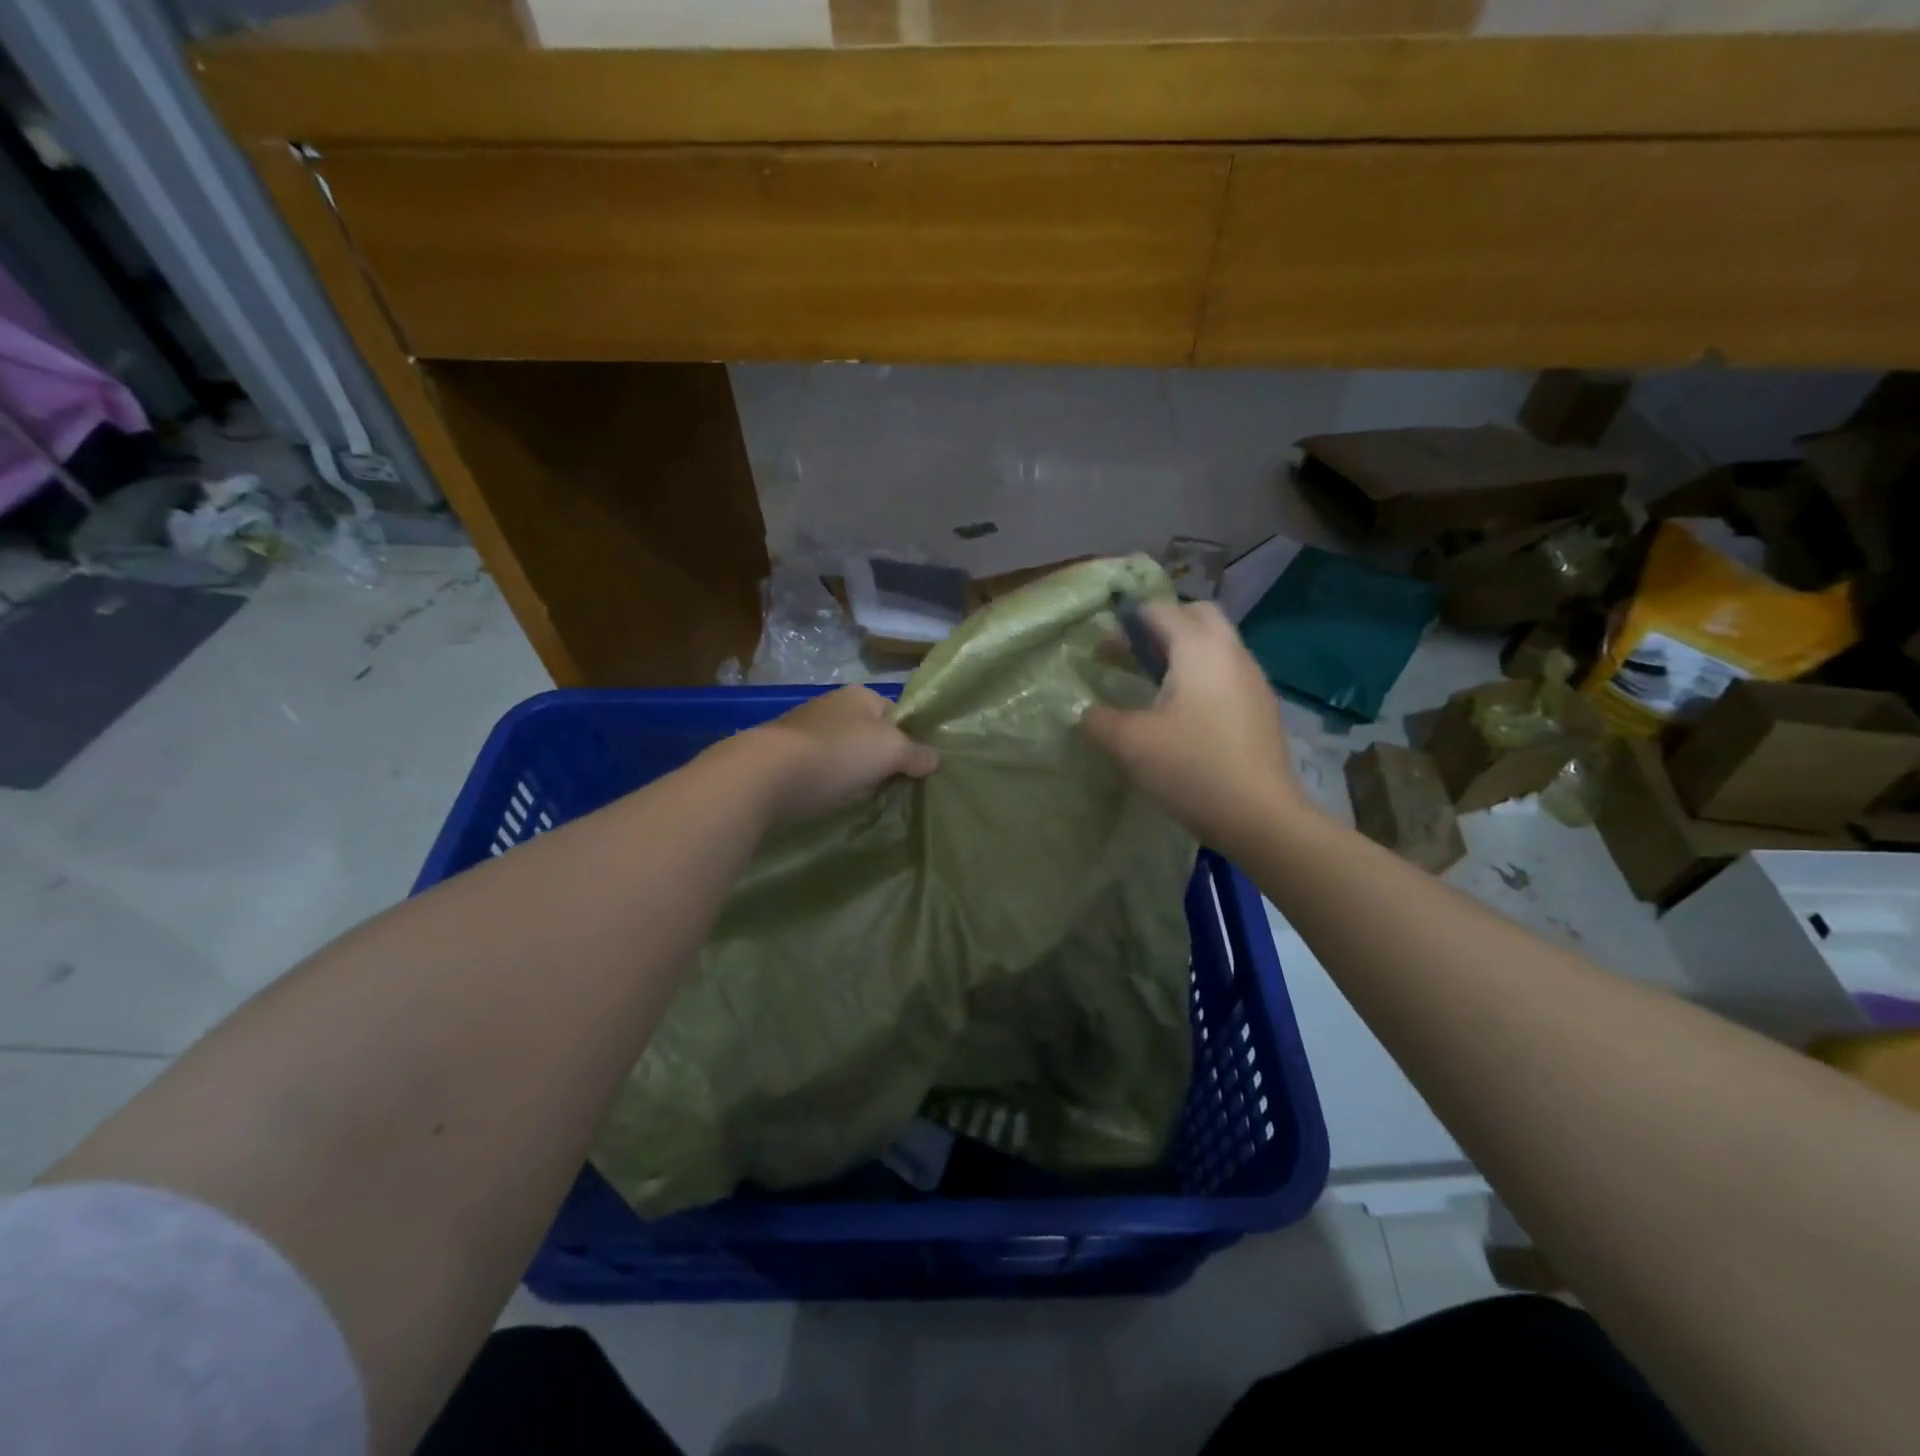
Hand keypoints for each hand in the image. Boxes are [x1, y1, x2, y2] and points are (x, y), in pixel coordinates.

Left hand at [743, 685, 939, 822]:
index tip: (914, 767)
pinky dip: (828, 781)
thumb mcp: (891, 751)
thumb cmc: (839, 753)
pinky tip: (830, 797)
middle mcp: (832, 705)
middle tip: (892, 785)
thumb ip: (916, 753)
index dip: (908, 738)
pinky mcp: (784, 755)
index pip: (895, 713)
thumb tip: (934, 758)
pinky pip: (819, 768)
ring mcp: (805, 729)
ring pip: (843, 752)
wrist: (768, 773)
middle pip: (869, 733)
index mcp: (860, 695)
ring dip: (852, 771)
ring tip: (861, 795)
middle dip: (879, 758)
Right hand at [1082, 601, 1312, 851]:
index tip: (1103, 645)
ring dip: (1184, 651)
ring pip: (1216, 644)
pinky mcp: (1261, 707)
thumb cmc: (1193, 769)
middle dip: (1162, 625)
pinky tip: (1184, 712)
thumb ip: (1100, 721)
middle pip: (1197, 615)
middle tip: (1133, 653)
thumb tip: (1087, 713)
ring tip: (1153, 682)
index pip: (1161, 611)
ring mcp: (1253, 679)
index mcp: (1199, 649)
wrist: (1261, 816)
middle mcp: (1231, 653)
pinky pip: (1227, 672)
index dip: (1128, 620)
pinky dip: (1202, 675)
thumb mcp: (1131, 745)